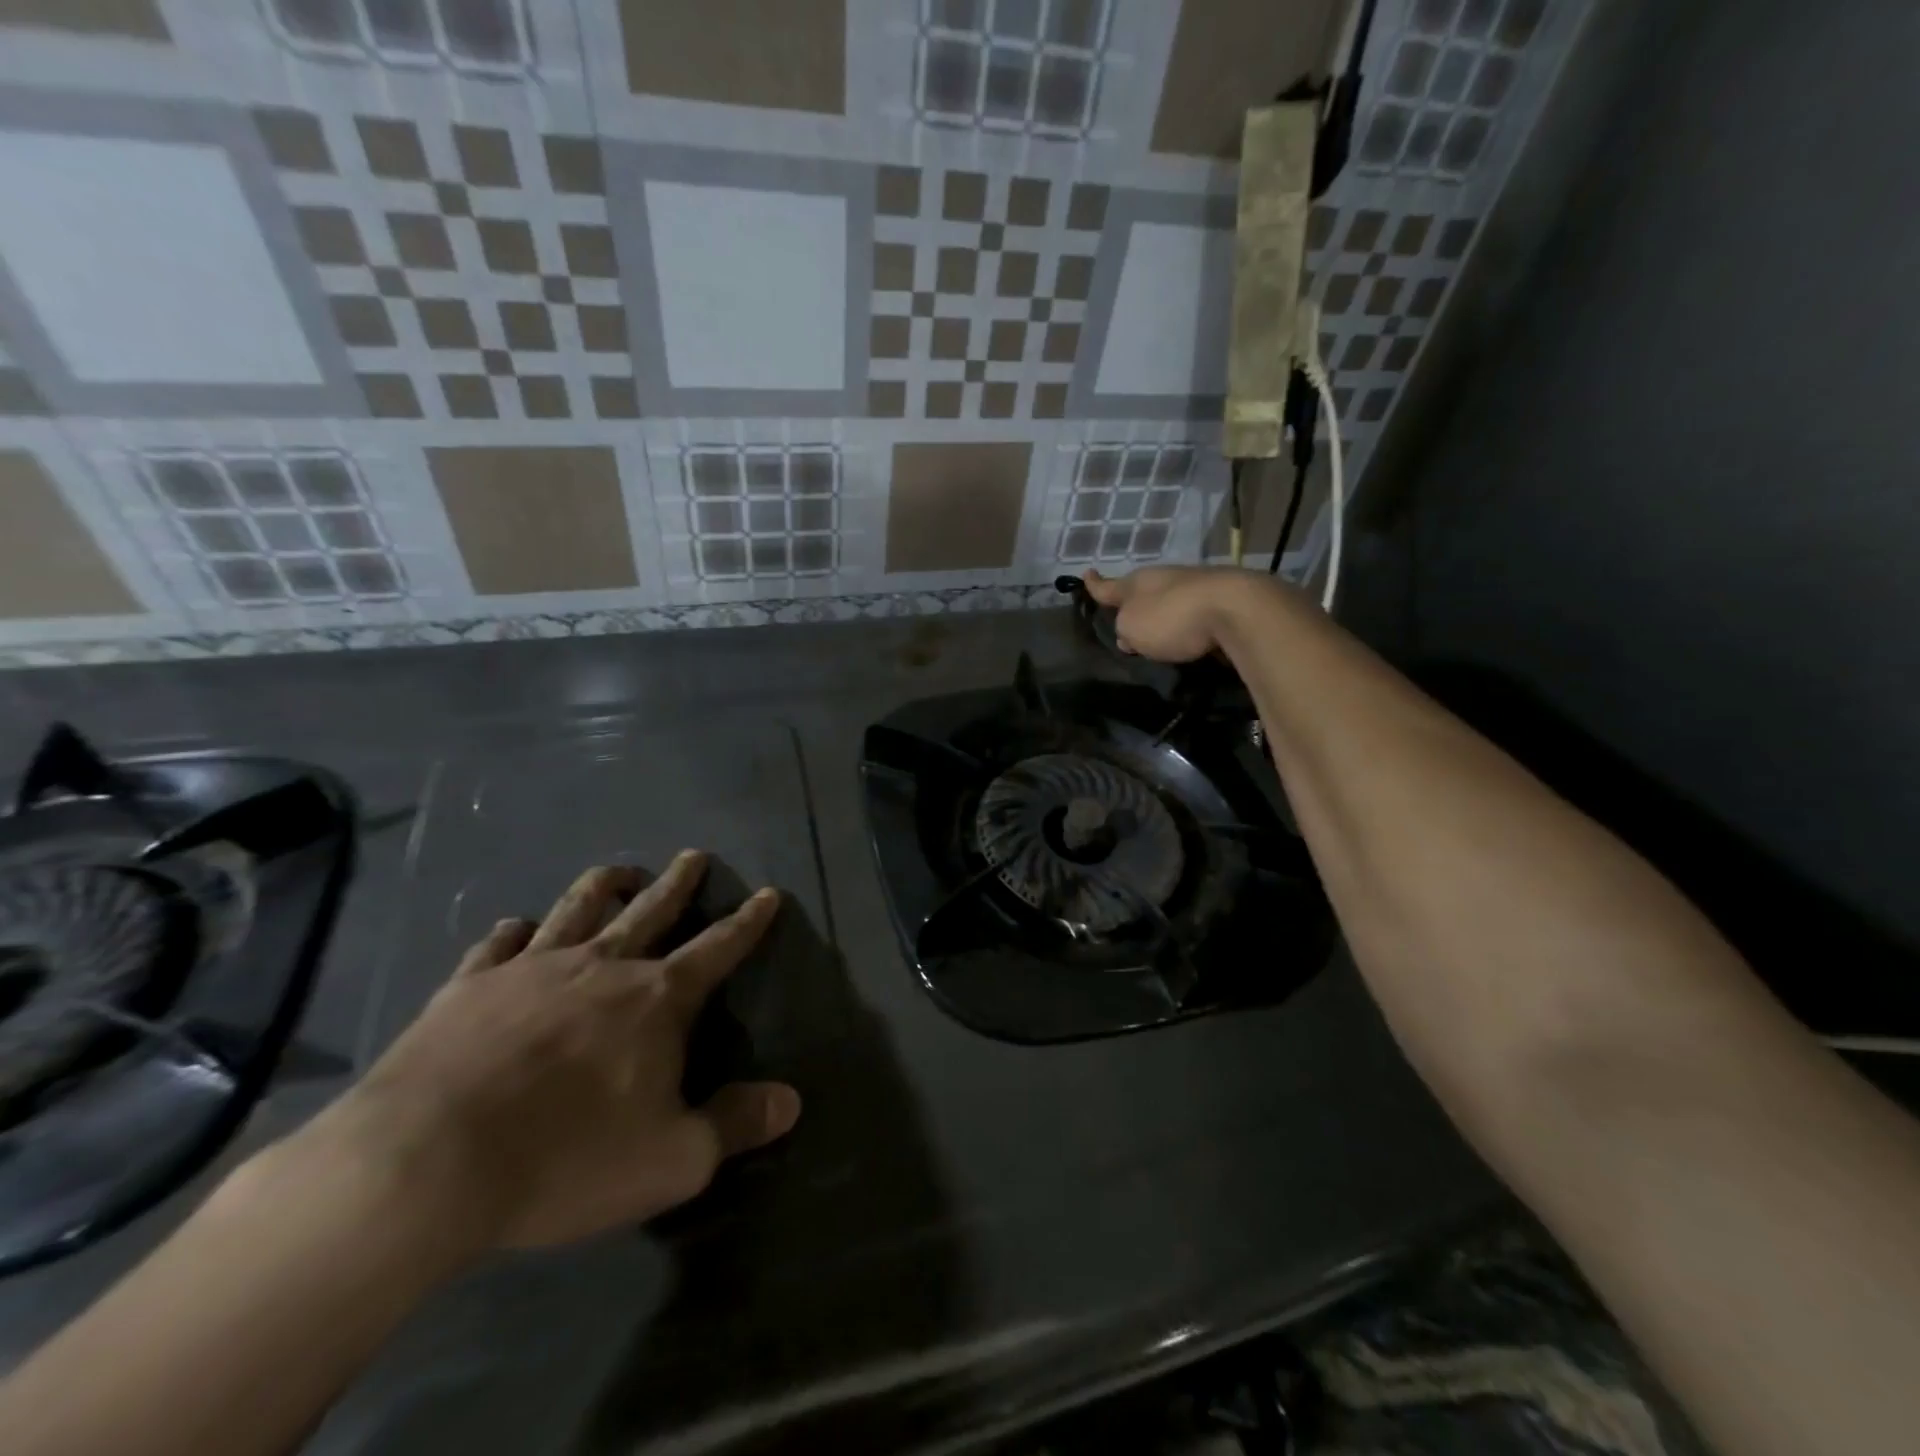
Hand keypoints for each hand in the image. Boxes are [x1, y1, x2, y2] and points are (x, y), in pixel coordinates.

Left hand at [311, 852, 799, 1252]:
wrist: (426, 1163)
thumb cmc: (565, 1158)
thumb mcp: (670, 1161)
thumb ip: (734, 1126)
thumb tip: (791, 1102)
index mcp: (656, 999)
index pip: (718, 949)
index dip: (748, 923)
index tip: (769, 894)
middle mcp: (601, 967)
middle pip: (651, 910)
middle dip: (679, 883)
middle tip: (694, 855)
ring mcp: (532, 969)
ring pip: (577, 909)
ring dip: (602, 886)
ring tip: (618, 870)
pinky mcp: (470, 986)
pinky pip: (498, 945)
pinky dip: (513, 932)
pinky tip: (514, 928)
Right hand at [1082, 566, 1274, 663]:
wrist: (1237, 610)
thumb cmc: (1172, 618)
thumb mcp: (1131, 627)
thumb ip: (1124, 629)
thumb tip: (1130, 633)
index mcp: (1139, 582)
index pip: (1109, 585)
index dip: (1095, 584)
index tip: (1086, 574)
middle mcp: (1167, 579)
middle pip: (1143, 592)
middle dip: (1134, 605)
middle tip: (1127, 622)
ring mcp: (1197, 587)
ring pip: (1171, 601)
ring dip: (1164, 615)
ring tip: (1159, 634)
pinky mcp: (1223, 602)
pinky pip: (1195, 613)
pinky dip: (1188, 622)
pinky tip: (1190, 637)